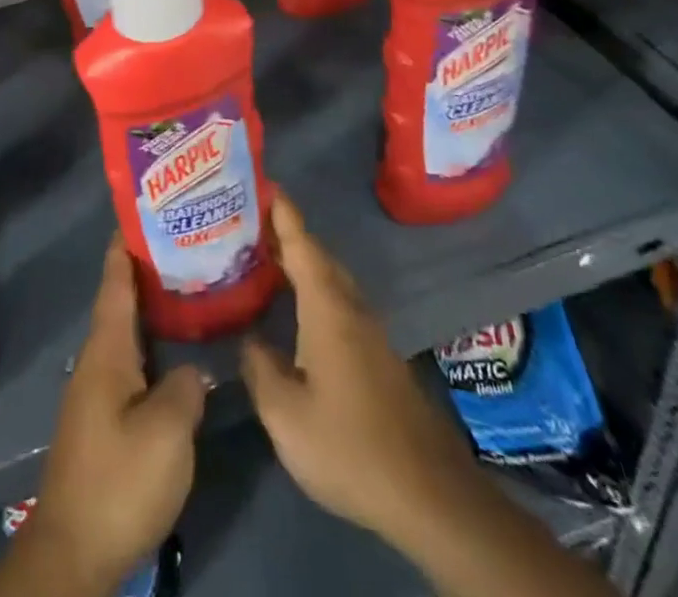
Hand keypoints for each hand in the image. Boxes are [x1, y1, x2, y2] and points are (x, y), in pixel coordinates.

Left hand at [27, 237, 208, 595]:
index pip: (115, 283)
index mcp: (107, 350)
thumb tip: (194, 370)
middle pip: (120, 304)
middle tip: (181, 246)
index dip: (125, 247)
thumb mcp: (166, 431)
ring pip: (126, 334)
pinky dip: (151, 345)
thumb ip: (185, 388)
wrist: (75, 549)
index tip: (139, 214)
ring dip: (150, 310)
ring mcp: (98, 391)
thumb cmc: (119, 478)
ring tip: (185, 290)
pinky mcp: (104, 420)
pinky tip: (175, 354)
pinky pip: (130, 363)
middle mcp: (98, 361)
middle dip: (144, 273)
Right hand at [239, 197, 476, 546]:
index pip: (301, 244)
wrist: (430, 497)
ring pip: (330, 281)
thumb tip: (249, 337)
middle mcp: (351, 308)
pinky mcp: (378, 358)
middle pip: (317, 256)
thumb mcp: (286, 414)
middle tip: (247, 221)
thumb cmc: (350, 445)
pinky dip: (312, 291)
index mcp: (327, 308)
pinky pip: (338, 303)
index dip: (281, 212)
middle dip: (286, 234)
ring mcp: (369, 333)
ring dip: (300, 263)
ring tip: (264, 258)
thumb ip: (260, 367)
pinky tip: (295, 311)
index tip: (263, 181)